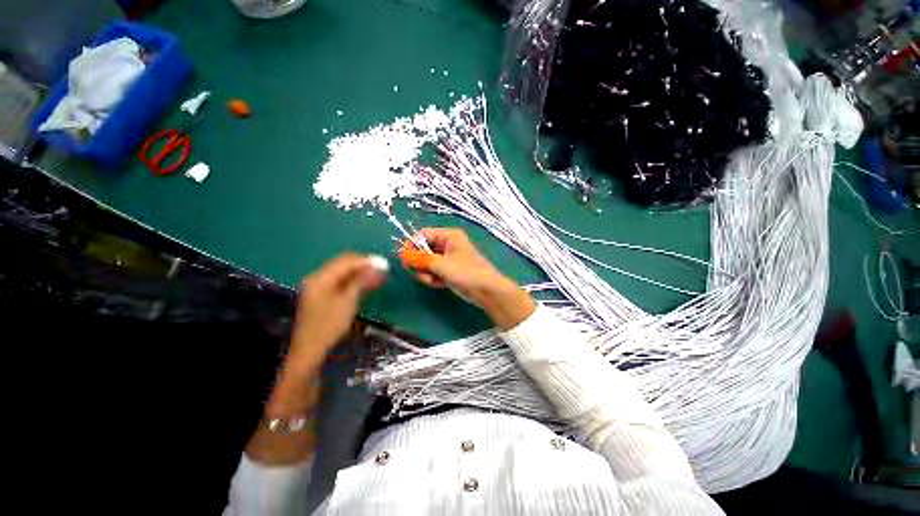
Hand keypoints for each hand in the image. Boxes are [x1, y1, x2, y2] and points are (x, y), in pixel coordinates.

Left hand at [287, 252, 385, 373]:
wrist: (310, 349)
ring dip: (360, 272)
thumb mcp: (348, 302)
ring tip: (377, 276)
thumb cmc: (330, 325)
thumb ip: (362, 281)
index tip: (384, 264)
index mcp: (321, 277)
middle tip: (382, 270)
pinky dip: (353, 280)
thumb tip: (377, 267)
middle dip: (363, 265)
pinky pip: (339, 280)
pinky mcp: (320, 293)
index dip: (366, 261)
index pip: (347, 261)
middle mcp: (318, 277)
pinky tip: (365, 283)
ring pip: (342, 271)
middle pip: (343, 263)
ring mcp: (318, 285)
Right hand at [408, 228, 534, 329]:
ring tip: (432, 280)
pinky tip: (438, 284)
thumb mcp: (441, 264)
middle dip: (420, 262)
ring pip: (427, 262)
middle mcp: (448, 244)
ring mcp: (449, 259)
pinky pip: (434, 272)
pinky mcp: (450, 271)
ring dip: (426, 272)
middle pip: (424, 249)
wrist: (487, 291)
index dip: (412, 244)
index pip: (423, 234)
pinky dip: (433, 278)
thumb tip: (403, 254)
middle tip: (419, 272)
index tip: (403, 257)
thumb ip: (421, 259)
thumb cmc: (466, 272)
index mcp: (449, 236)